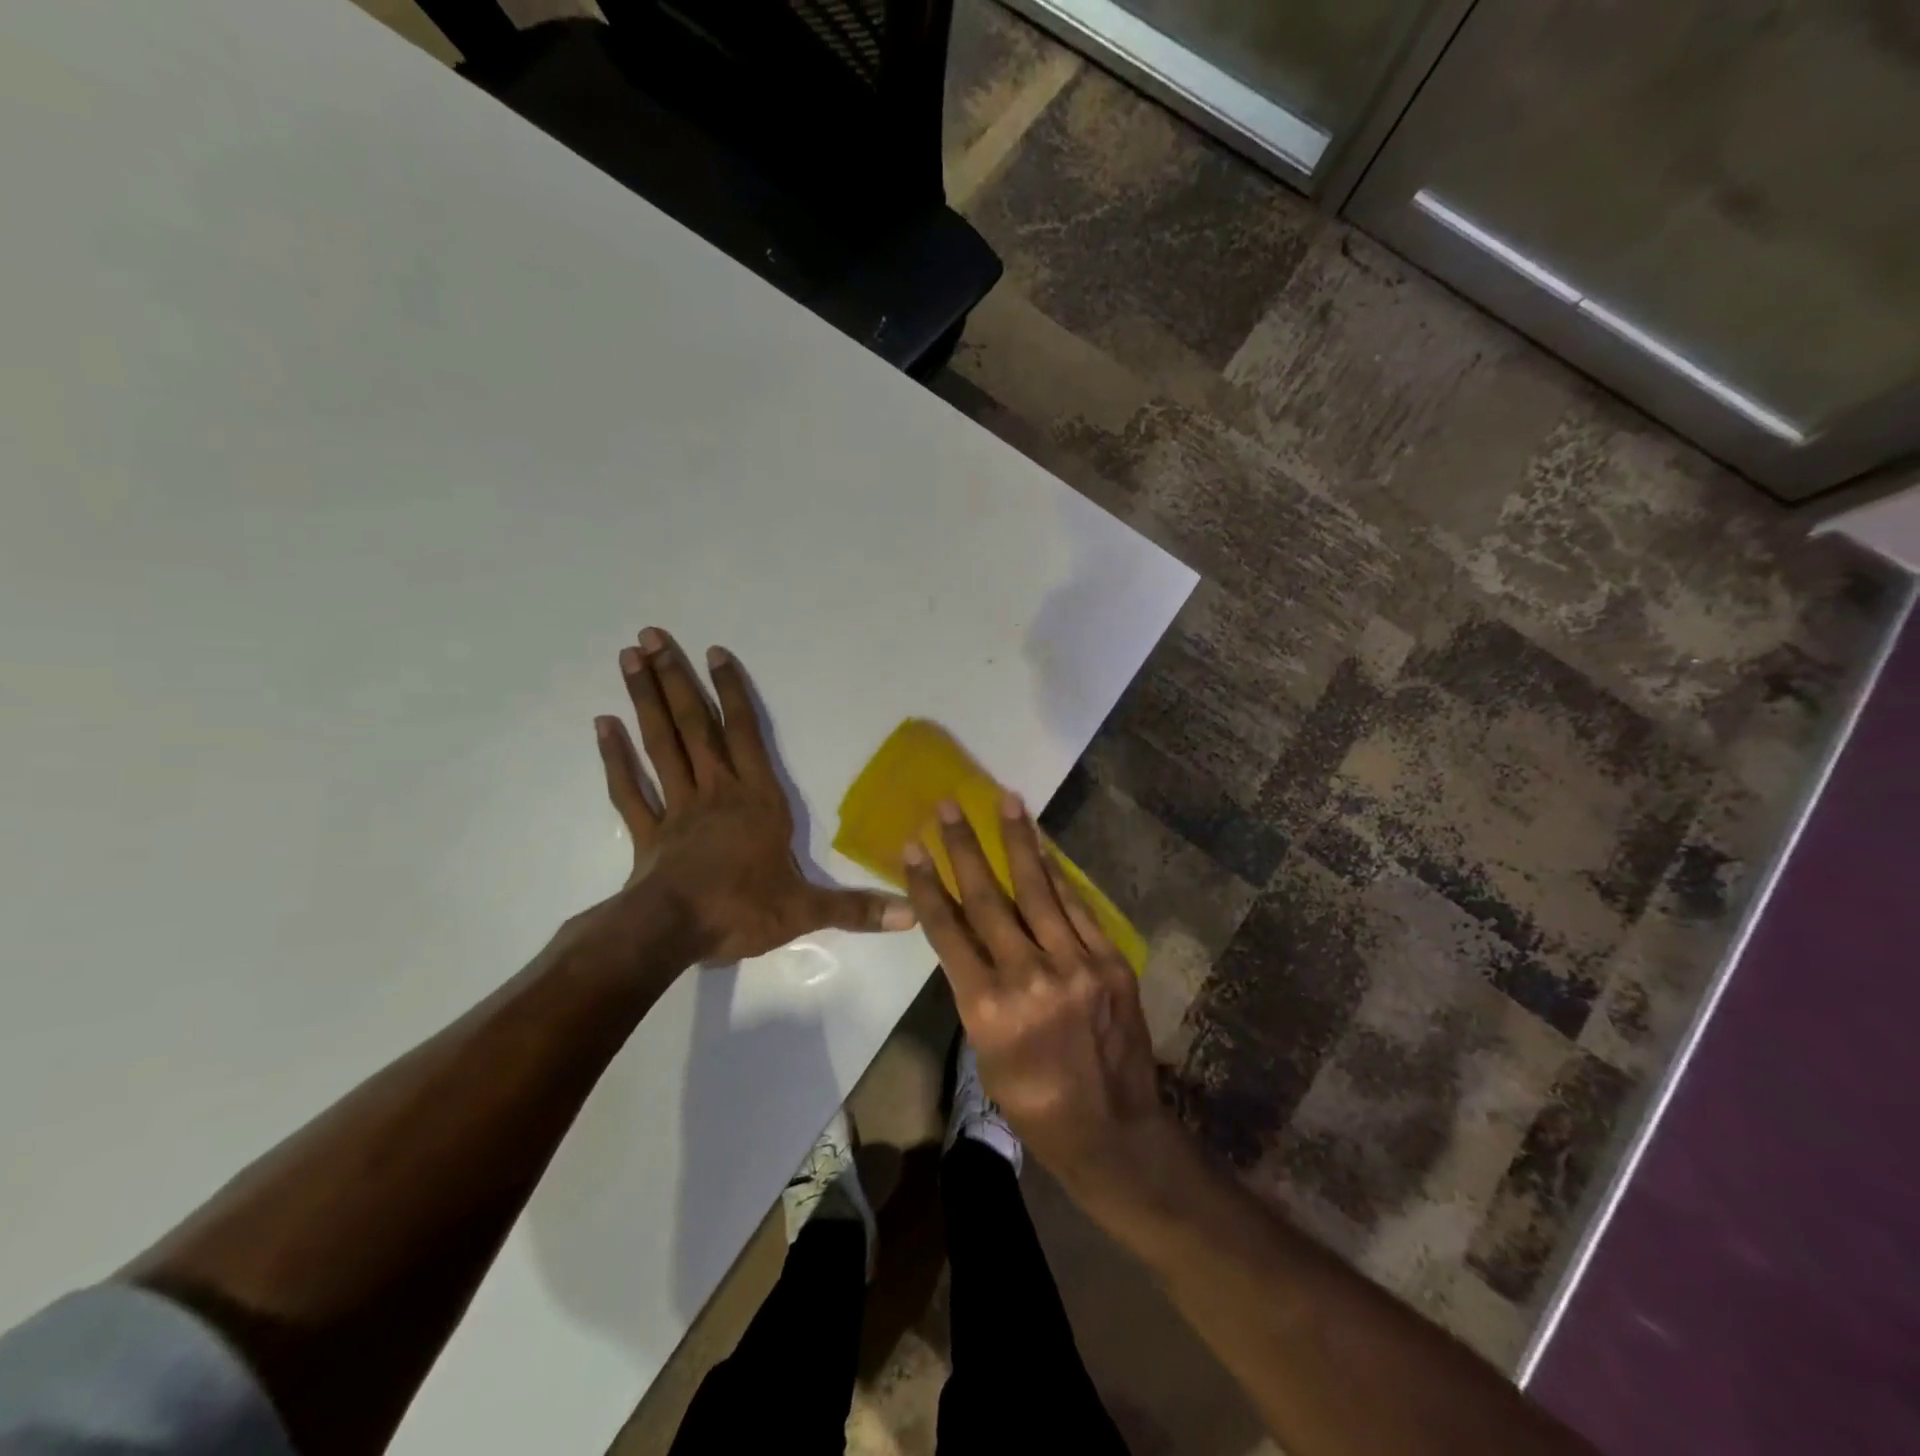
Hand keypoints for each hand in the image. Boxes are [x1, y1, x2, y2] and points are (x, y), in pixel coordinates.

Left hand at [589, 627, 914, 966]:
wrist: (672, 934)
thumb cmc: (741, 911)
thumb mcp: (806, 911)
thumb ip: (856, 908)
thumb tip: (912, 916)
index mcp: (756, 800)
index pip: (745, 734)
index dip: (731, 693)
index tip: (713, 652)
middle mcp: (716, 792)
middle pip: (694, 727)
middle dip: (675, 679)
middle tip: (650, 635)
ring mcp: (677, 809)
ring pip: (660, 744)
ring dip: (646, 701)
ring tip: (629, 659)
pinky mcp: (648, 832)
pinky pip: (629, 789)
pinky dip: (615, 757)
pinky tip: (602, 725)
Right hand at [903, 794, 1166, 1195]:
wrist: (1114, 1130)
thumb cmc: (1035, 1102)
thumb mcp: (986, 1052)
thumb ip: (978, 989)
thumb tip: (972, 935)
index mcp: (989, 1009)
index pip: (949, 932)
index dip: (927, 886)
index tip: (913, 848)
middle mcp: (1030, 978)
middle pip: (988, 899)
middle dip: (964, 848)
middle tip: (949, 805)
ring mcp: (1076, 966)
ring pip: (1038, 891)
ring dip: (1018, 841)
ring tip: (1005, 800)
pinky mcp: (1111, 962)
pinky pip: (1079, 908)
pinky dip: (1059, 876)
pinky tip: (1044, 848)